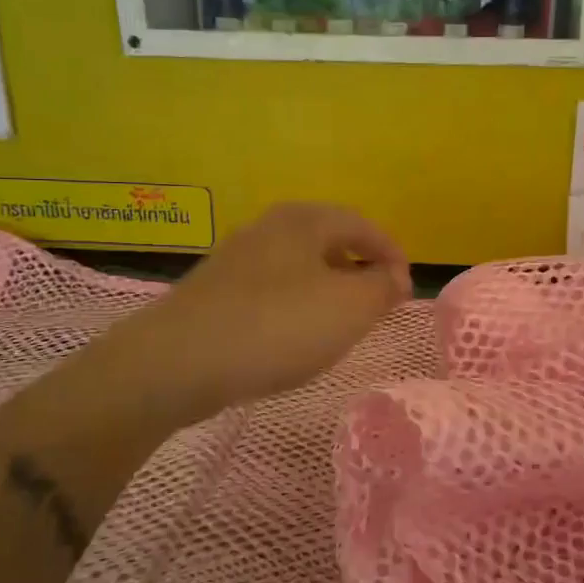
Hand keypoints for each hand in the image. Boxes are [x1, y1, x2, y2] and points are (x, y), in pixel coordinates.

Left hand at [99, 203, 411, 424]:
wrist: (177, 362)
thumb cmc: (277, 327)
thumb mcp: (350, 308)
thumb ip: (382, 288)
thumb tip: (394, 276)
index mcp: (304, 220)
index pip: (363, 224)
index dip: (392, 254)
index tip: (406, 290)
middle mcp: (268, 227)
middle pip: (328, 241)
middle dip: (359, 270)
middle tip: (376, 304)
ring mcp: (236, 258)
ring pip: (298, 266)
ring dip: (327, 289)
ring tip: (339, 324)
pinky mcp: (214, 291)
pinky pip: (271, 290)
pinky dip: (294, 306)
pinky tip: (292, 337)